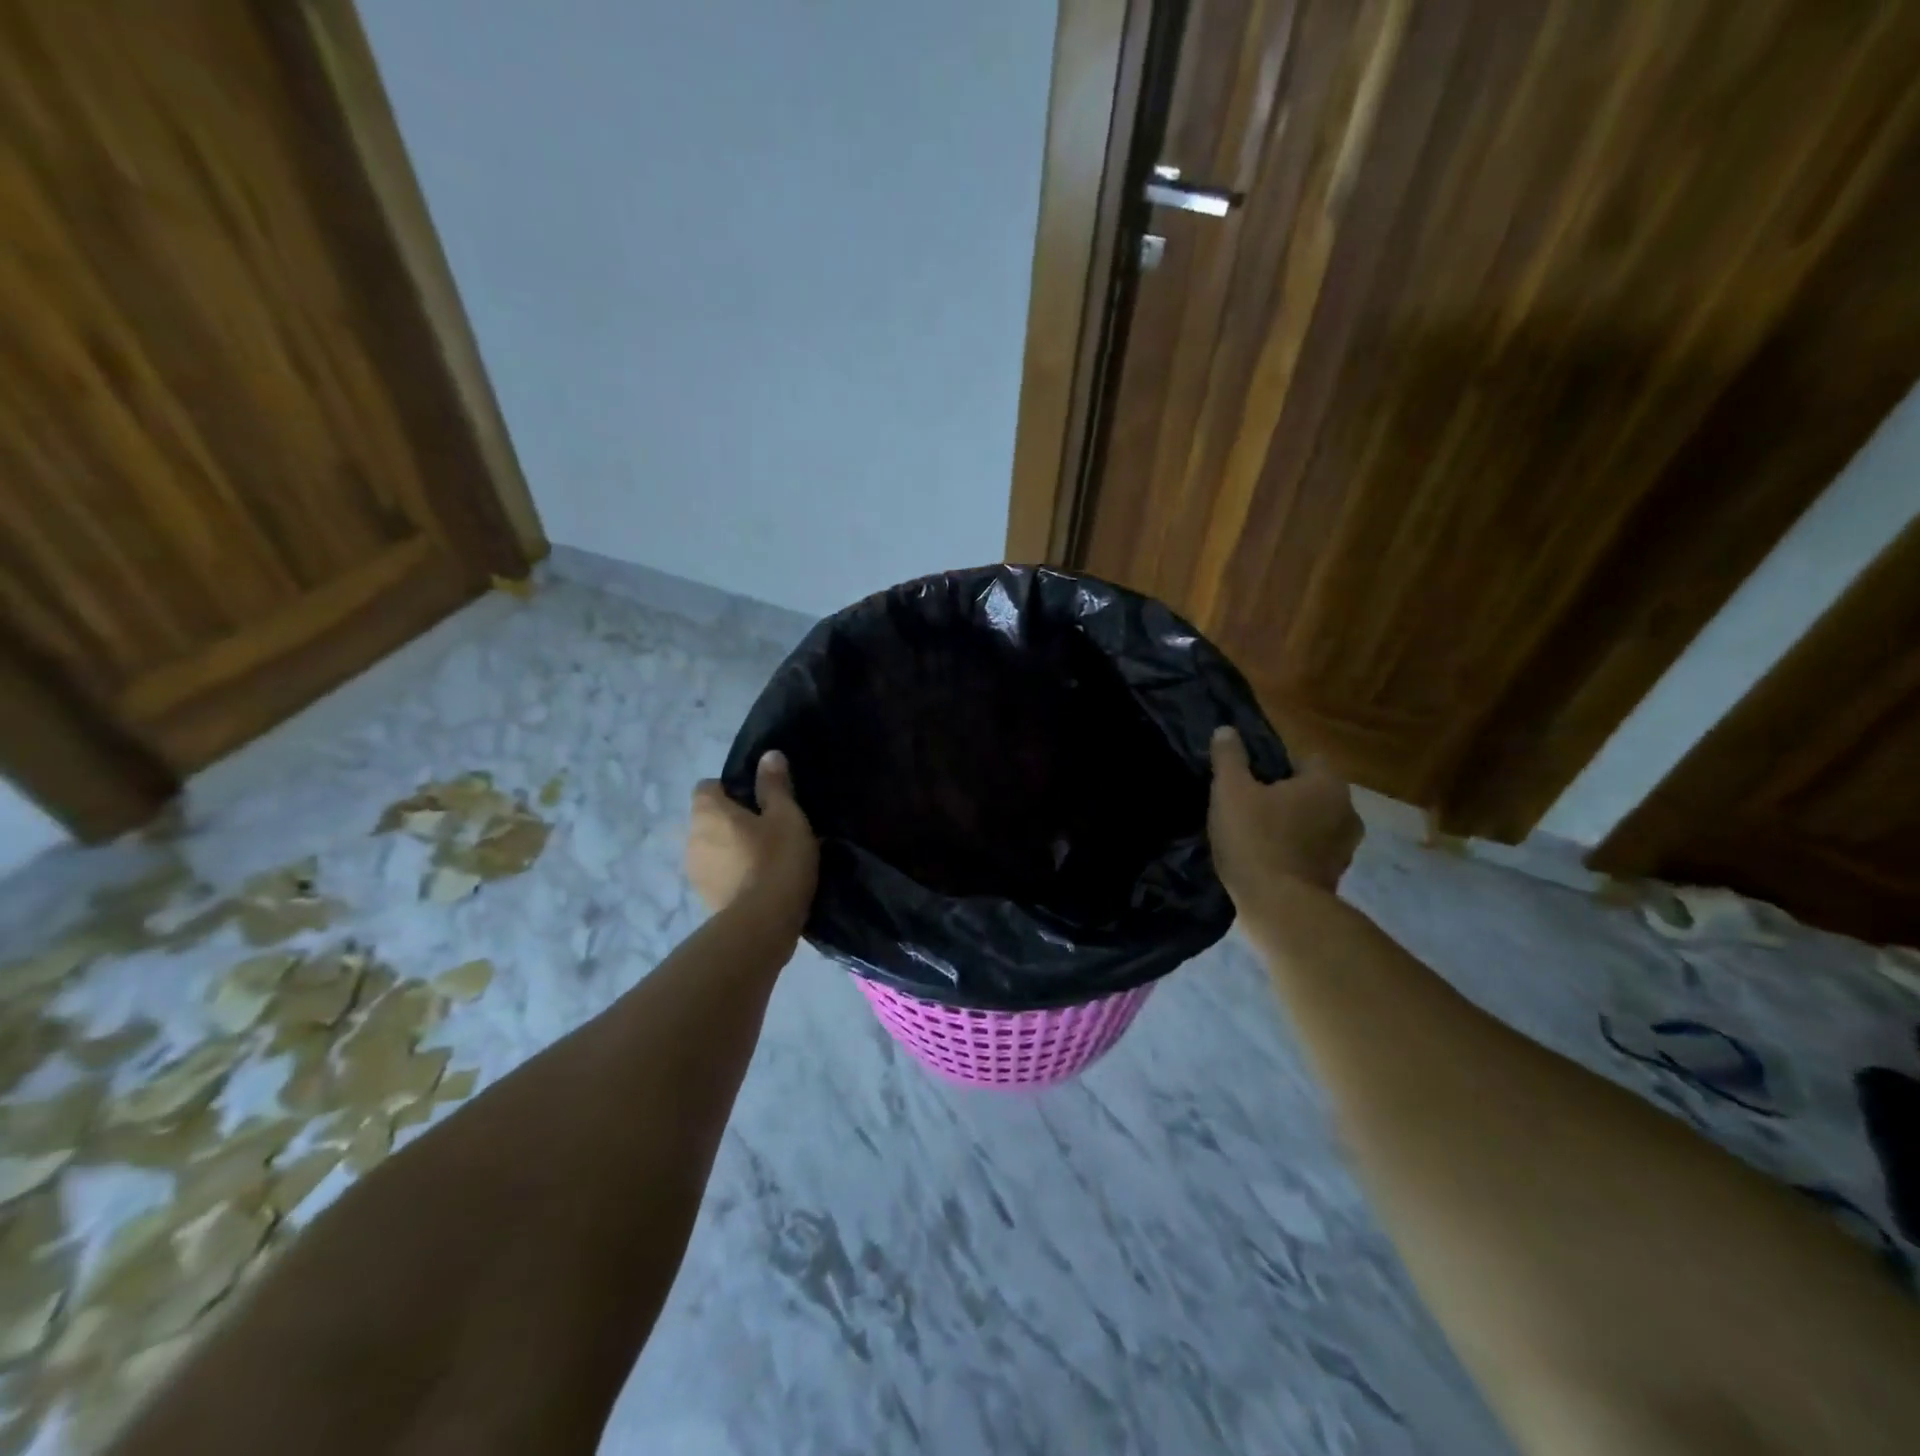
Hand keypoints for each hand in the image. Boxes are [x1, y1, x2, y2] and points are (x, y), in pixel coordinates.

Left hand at [687, 751, 818, 928]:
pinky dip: (733, 874)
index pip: (707, 786)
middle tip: (769, 829)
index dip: (731, 788)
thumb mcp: (787, 816)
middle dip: (732, 821)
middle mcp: (691, 837)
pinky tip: (760, 883)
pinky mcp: (704, 899)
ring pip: (712, 848)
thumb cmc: (776, 859)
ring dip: (732, 849)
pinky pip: (719, 875)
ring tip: (767, 859)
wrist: (763, 924)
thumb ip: (775, 785)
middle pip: (709, 819)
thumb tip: (769, 755)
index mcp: (707, 812)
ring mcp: (694, 871)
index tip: (759, 800)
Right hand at [1208, 727, 1361, 902]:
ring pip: (1314, 823)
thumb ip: (1229, 757)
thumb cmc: (1256, 840)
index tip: (1250, 779)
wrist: (1280, 908)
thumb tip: (1227, 730)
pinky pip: (1313, 851)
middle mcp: (1348, 811)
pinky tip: (1266, 859)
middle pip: (1312, 791)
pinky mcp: (1336, 876)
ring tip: (1256, 835)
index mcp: (1328, 784)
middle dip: (1285, 796)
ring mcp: (1346, 847)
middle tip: (1249, 806)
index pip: (1306, 758)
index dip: (1276, 765)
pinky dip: (1295, 851)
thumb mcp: (1230, 791)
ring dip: (1292, 825)